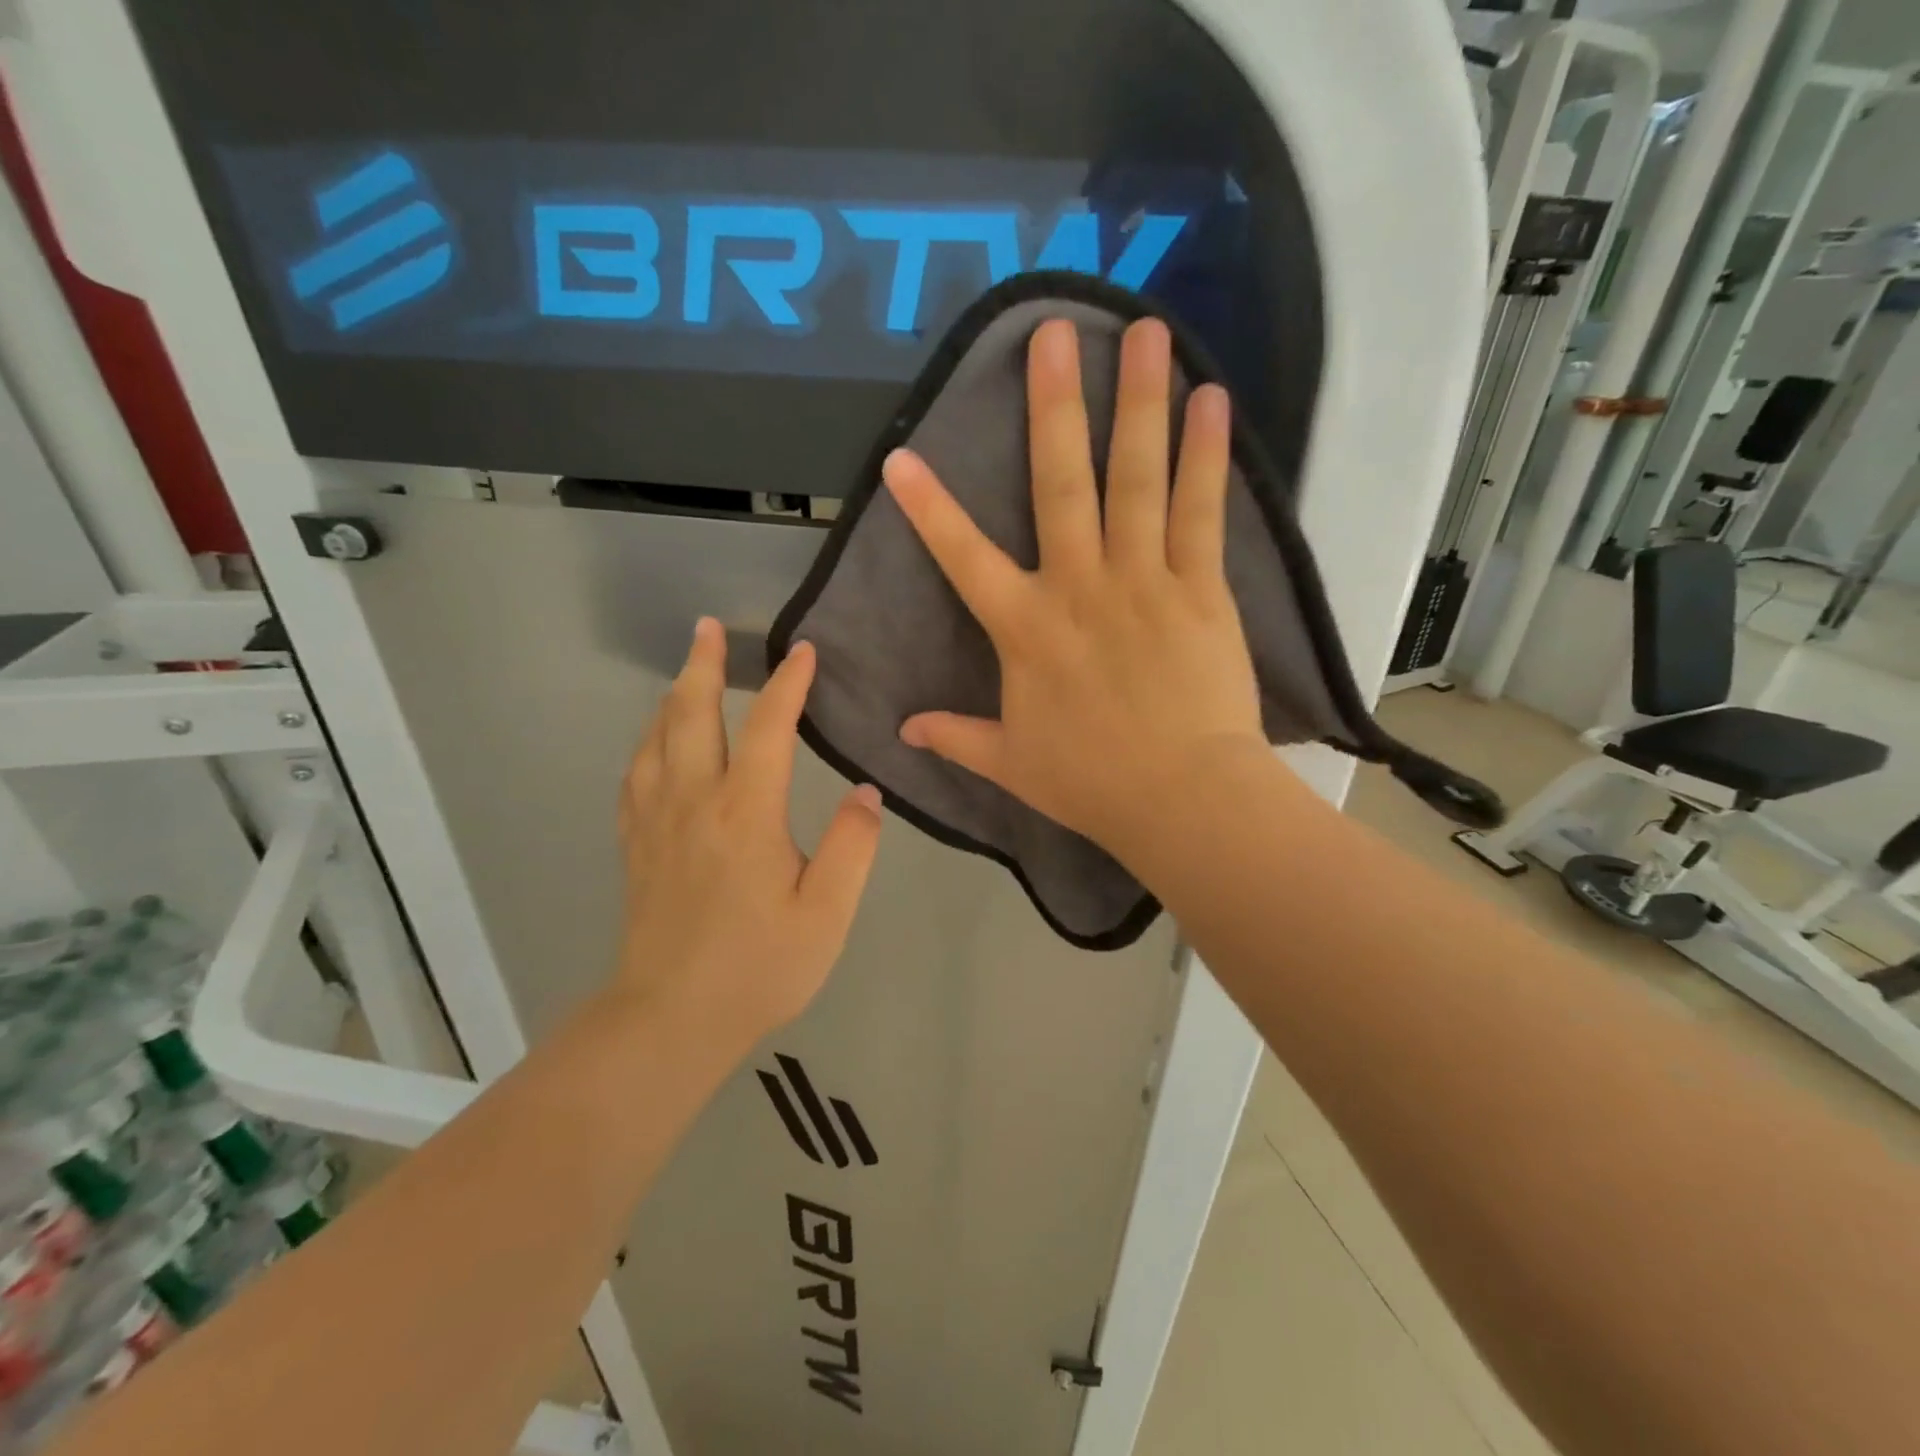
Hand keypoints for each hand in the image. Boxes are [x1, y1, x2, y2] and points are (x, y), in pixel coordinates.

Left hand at [615, 621, 882, 1051]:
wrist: (670, 1019)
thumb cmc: (759, 967)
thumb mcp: (826, 914)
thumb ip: (851, 847)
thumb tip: (865, 793)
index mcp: (745, 814)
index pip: (769, 728)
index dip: (788, 685)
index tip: (803, 652)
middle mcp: (694, 802)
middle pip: (691, 714)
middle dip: (703, 665)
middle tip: (709, 626)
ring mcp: (656, 822)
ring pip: (656, 738)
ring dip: (673, 696)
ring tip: (687, 671)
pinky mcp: (636, 845)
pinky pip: (636, 774)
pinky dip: (648, 741)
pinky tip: (656, 740)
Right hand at [884, 316, 1266, 855]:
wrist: (1181, 797)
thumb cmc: (1091, 782)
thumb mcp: (1010, 763)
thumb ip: (956, 737)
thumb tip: (902, 730)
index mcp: (1025, 629)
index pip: (963, 559)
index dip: (929, 509)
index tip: (901, 456)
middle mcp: (1079, 586)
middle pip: (1061, 484)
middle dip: (1054, 406)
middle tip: (1053, 332)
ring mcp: (1143, 579)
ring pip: (1136, 478)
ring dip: (1139, 401)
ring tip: (1146, 331)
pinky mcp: (1200, 587)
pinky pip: (1200, 510)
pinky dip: (1204, 454)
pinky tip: (1211, 399)